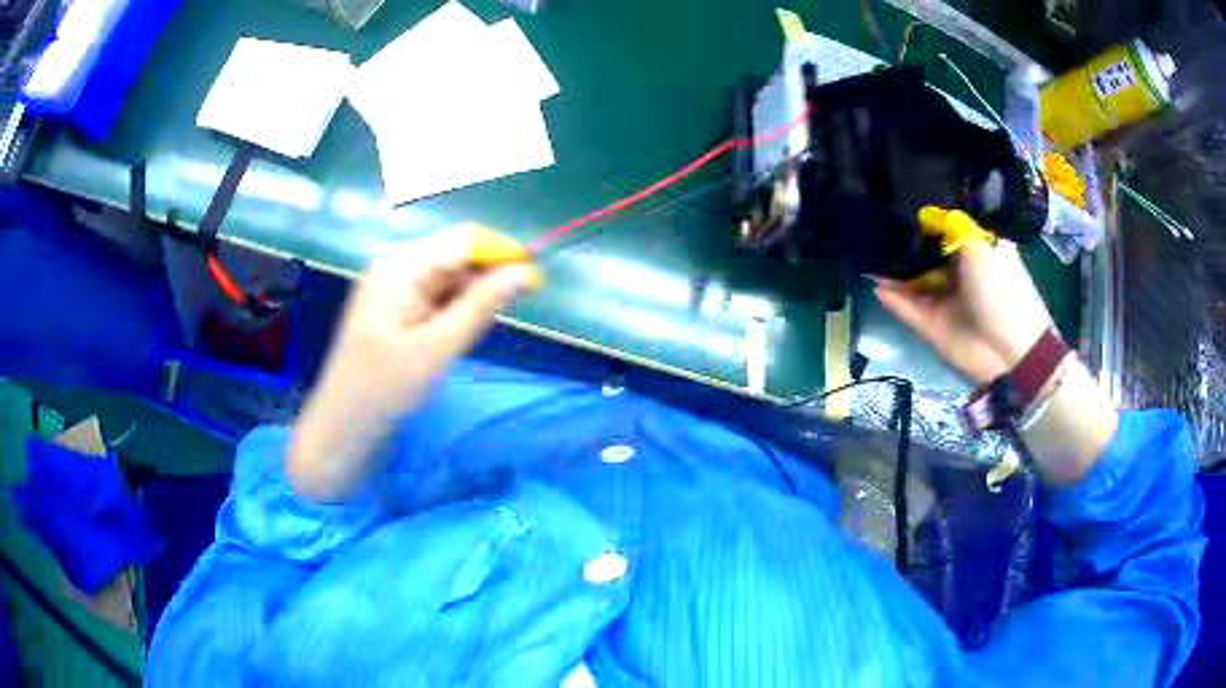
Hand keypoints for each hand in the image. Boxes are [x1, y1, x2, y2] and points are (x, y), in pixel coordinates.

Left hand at [289, 228, 541, 499]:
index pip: (464, 241)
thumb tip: (524, 273)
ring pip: (449, 278)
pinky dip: (454, 312)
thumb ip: (481, 307)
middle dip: (486, 280)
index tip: (534, 284)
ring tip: (467, 338)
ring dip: (470, 300)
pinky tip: (454, 338)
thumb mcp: (438, 348)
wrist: (343, 425)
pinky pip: (436, 297)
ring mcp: (395, 288)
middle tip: (501, 320)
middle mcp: (398, 267)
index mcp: (402, 266)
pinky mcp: (397, 308)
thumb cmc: (385, 388)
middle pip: (456, 256)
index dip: (502, 255)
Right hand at [875, 208, 1052, 386]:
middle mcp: (959, 271)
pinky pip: (906, 305)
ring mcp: (944, 299)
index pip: (946, 227)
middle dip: (904, 240)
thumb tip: (923, 212)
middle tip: (877, 222)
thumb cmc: (1001, 289)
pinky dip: (890, 295)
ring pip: (912, 279)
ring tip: (867, 248)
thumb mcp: (979, 245)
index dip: (925, 216)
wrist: (1009, 351)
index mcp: (976, 249)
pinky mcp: (931, 323)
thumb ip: (950, 226)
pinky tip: (873, 279)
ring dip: (892, 267)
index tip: (900, 198)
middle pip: (925, 251)